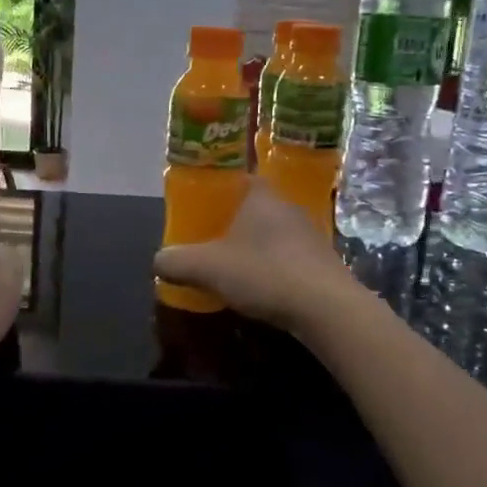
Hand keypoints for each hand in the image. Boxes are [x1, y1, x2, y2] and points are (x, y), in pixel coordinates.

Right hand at [153, 181, 363, 333]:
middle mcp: (288, 207)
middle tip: (211, 238)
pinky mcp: (323, 262)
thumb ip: (177, 262)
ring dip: (255, 246)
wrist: (326, 308)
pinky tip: (262, 286)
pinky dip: (273, 266)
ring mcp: (310, 234)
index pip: (239, 178)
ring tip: (233, 265)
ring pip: (273, 233)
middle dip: (234, 221)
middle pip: (255, 206)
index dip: (219, 189)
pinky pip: (288, 256)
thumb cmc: (265, 273)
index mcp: (261, 196)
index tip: (203, 206)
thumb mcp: (208, 268)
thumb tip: (159, 261)